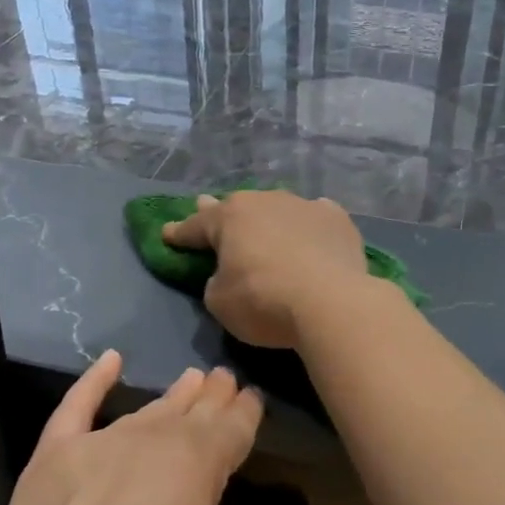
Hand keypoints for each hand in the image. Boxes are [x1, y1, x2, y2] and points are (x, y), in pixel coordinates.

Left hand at [0, 351, 260, 504]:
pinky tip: (111, 361)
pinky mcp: (53, 456)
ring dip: (174, 394)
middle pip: (193, 411)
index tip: (252, 397)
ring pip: (147, 409)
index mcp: (198, 466)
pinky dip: (94, 381)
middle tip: (225, 378)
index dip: (246, 413)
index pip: (233, 429)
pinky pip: (77, 406)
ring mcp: (100, 444)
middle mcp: (153, 441)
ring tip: (192, 378)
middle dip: (214, 396)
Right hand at [161, 191, 371, 351]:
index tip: (167, 233)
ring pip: (277, 209)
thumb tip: (229, 273)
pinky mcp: (336, 219)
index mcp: (229, 217)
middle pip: (238, 209)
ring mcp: (304, 206)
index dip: (180, 233)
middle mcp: (265, 201)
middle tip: (208, 207)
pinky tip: (310, 231)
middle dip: (222, 213)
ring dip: (268, 219)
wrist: (331, 302)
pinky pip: (314, 218)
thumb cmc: (264, 302)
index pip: (196, 226)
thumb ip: (217, 282)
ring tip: (266, 227)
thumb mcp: (220, 302)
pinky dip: (307, 225)